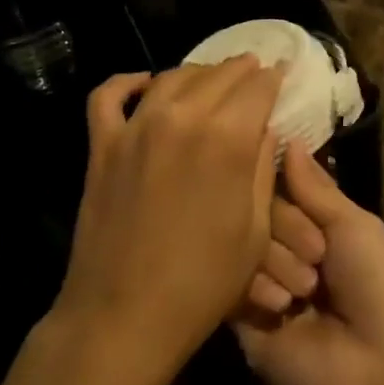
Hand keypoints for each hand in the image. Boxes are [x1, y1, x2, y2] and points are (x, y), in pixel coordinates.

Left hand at [57, 58, 284, 376]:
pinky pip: (109, 95)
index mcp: (227, 138)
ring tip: (212, 78)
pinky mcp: (102, 144)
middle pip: (217, 75)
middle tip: (253, 70)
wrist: (125, 315)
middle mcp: (181, 117)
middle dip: (241, 70)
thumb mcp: (254, 229)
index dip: (273, 78)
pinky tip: (145, 84)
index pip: (257, 87)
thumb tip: (262, 127)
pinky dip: (128, 82)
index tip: (281, 73)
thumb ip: (260, 168)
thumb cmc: (202, 283)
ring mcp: (135, 127)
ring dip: (198, 72)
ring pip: (171, 77)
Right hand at [233, 147, 383, 384]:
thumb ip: (315, 187)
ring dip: (275, 258)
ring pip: (239, 239)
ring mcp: (259, 280)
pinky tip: (282, 306)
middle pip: (256, 208)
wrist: (378, 375)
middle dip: (286, 225)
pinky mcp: (237, 315)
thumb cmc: (381, 290)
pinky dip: (254, 284)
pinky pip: (226, 278)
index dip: (278, 177)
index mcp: (317, 226)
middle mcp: (284, 247)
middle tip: (317, 255)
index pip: (278, 183)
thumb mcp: (356, 227)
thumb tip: (286, 138)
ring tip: (305, 291)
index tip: (274, 174)